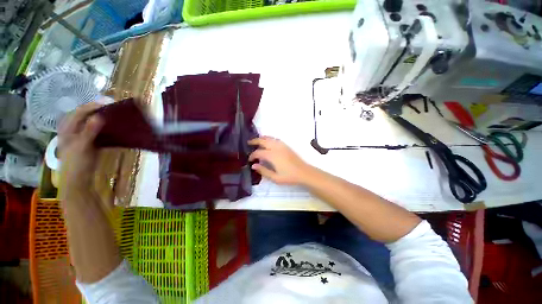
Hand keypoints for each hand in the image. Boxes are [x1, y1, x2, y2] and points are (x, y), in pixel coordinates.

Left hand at [58, 102, 103, 194]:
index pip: (80, 111)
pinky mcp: (88, 141)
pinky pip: (95, 129)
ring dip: (101, 117)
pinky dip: (103, 126)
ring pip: (90, 121)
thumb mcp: (83, 146)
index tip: (109, 103)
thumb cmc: (77, 163)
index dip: (93, 105)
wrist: (78, 180)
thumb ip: (90, 130)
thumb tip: (100, 116)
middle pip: (85, 114)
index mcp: (68, 128)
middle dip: (97, 109)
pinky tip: (111, 126)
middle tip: (112, 107)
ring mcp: (80, 135)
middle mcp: (72, 129)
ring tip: (113, 114)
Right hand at [248, 137, 312, 184]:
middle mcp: (276, 148)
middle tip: (249, 143)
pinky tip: (268, 142)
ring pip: (269, 138)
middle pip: (263, 141)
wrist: (303, 172)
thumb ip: (263, 171)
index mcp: (272, 156)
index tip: (249, 159)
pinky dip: (269, 139)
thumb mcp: (275, 178)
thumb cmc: (289, 177)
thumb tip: (254, 165)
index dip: (252, 155)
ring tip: (257, 141)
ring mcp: (282, 146)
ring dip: (262, 138)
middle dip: (255, 141)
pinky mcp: (286, 146)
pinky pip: (275, 139)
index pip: (258, 153)